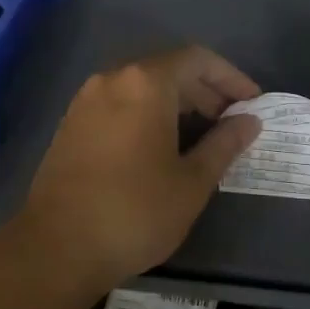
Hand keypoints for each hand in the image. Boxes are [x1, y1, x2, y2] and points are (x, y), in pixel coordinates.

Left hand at [15, 47, 261, 291]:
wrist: (56, 248)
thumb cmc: (135, 212)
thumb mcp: (192, 182)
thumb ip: (224, 144)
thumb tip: (248, 122)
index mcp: (145, 83)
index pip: (197, 59)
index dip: (230, 77)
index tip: (253, 103)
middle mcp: (113, 79)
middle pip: (168, 69)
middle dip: (205, 91)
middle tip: (232, 123)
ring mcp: (86, 100)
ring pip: (142, 87)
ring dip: (177, 103)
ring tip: (202, 137)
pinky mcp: (72, 124)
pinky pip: (120, 104)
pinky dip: (148, 114)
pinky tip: (162, 147)